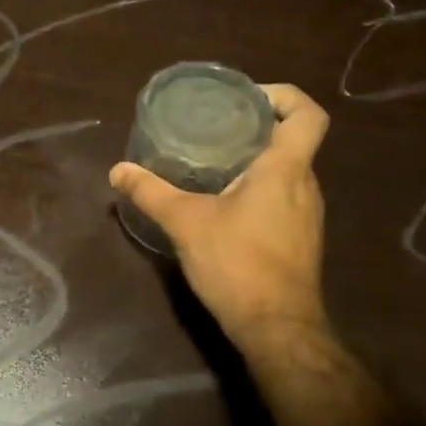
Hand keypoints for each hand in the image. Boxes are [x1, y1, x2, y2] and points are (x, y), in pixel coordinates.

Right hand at [109, 83, 329, 359]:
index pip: (308, 114)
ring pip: (288, 169)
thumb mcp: (186, 223)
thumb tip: (117, 170)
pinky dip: (259, 186)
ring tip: (212, 158)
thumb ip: (151, 192)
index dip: (283, 96)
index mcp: (285, 169)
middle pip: (293, 139)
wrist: (278, 330)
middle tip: (215, 125)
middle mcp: (305, 185)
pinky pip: (284, 195)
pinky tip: (223, 200)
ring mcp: (307, 214)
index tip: (246, 99)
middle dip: (257, 126)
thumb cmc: (238, 265)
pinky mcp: (300, 237)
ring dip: (256, 158)